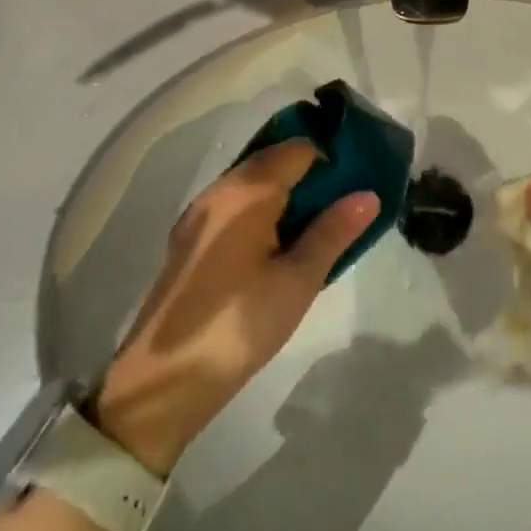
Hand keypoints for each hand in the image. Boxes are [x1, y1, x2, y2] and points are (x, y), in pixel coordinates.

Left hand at [92, 140, 377, 474]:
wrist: (162, 382)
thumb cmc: (238, 325)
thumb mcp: (297, 281)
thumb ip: (333, 232)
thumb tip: (369, 194)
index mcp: (246, 191)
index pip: (297, 149)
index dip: (330, 158)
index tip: (356, 180)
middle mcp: (219, 190)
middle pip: (272, 160)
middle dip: (309, 173)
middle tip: (343, 203)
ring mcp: (199, 214)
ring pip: (251, 183)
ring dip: (285, 193)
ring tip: (317, 224)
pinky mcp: (189, 240)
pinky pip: (234, 205)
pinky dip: (261, 210)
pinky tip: (278, 244)